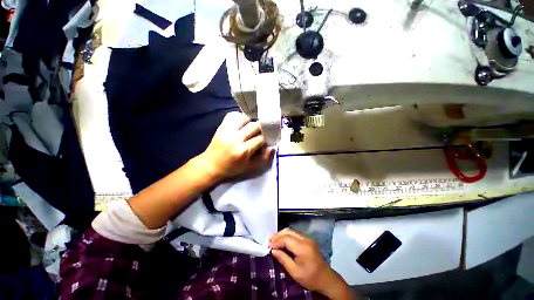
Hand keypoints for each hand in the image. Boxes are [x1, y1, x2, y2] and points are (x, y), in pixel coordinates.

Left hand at [199, 112, 272, 180]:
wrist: (210, 165)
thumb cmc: (231, 169)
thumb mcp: (249, 168)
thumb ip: (263, 158)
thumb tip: (271, 147)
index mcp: (243, 150)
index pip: (261, 138)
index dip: (266, 138)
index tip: (267, 140)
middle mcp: (235, 138)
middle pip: (255, 125)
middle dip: (261, 129)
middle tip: (260, 134)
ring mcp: (227, 131)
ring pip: (245, 118)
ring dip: (250, 123)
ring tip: (249, 130)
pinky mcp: (221, 127)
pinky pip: (233, 115)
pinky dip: (239, 118)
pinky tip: (241, 125)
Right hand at [270, 229, 354, 299]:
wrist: (327, 279)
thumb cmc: (311, 278)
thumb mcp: (295, 272)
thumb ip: (283, 259)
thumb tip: (273, 250)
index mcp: (303, 248)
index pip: (286, 239)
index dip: (276, 241)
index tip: (269, 247)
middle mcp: (305, 239)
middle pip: (288, 231)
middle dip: (278, 235)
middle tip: (269, 242)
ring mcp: (307, 238)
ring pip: (291, 231)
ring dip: (282, 235)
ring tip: (274, 241)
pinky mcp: (308, 240)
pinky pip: (295, 234)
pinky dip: (287, 236)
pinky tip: (282, 242)